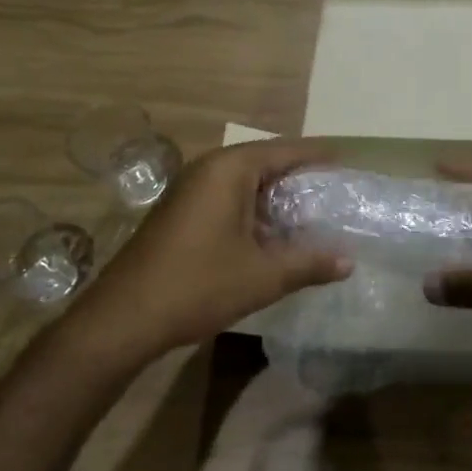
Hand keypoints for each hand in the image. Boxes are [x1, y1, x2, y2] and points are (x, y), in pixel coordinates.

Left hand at [67, 139, 352, 363]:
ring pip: (246, 181)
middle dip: (300, 176)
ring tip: (311, 213)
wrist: (122, 320)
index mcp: (230, 170)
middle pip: (266, 161)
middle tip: (335, 192)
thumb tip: (349, 262)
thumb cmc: (197, 286)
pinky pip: (228, 196)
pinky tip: (272, 233)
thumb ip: (310, 263)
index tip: (348, 163)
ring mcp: (189, 189)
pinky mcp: (180, 211)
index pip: (286, 150)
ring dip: (276, 195)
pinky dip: (254, 207)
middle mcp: (208, 169)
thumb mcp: (263, 276)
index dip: (319, 156)